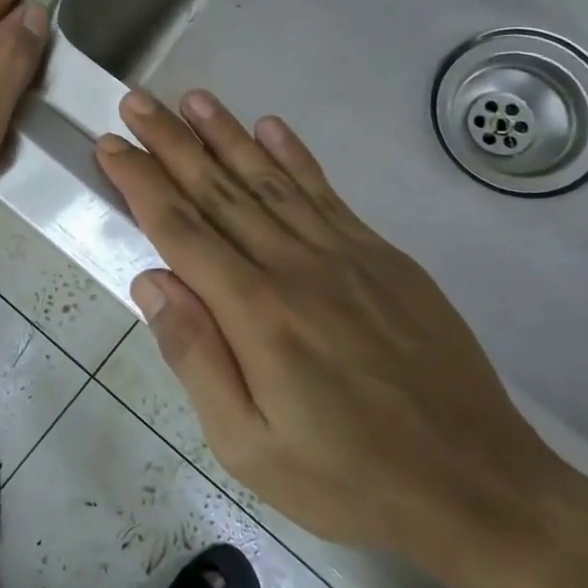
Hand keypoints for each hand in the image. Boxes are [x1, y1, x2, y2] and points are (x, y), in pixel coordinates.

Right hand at [96, 89, 567, 574]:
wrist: (477, 487)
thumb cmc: (347, 478)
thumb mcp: (247, 445)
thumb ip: (195, 355)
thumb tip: (151, 281)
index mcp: (254, 312)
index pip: (180, 229)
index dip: (140, 182)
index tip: (109, 145)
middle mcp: (294, 266)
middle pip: (219, 190)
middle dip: (171, 142)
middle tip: (137, 101)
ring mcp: (345, 255)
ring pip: (270, 180)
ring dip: (227, 135)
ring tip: (193, 99)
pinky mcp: (384, 259)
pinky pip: (327, 194)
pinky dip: (295, 157)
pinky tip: (272, 128)